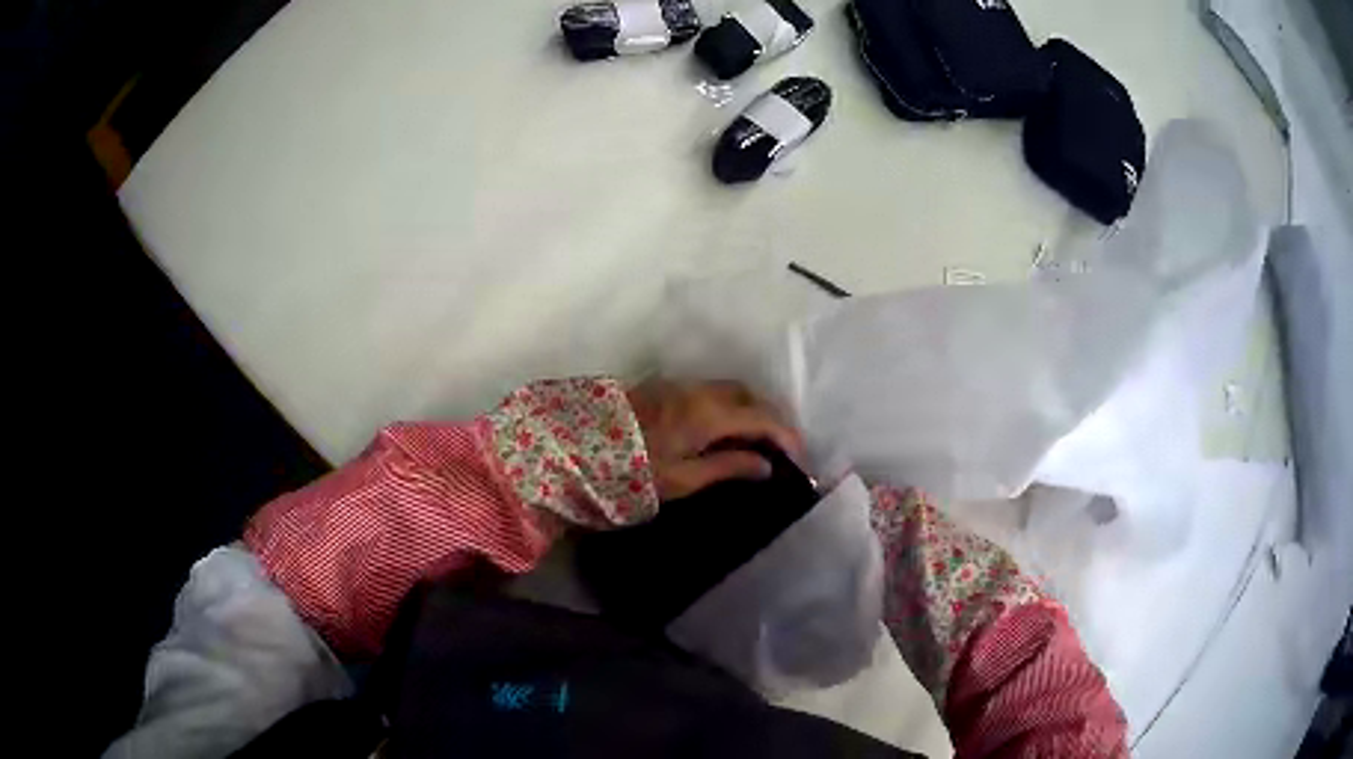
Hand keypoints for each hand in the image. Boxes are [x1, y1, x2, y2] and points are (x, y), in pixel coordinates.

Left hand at [625, 379, 804, 501]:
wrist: (574, 449)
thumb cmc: (630, 472)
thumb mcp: (681, 480)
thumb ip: (727, 468)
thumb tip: (766, 465)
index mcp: (708, 415)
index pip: (763, 419)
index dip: (788, 437)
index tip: (801, 460)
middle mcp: (698, 392)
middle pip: (749, 396)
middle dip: (771, 418)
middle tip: (781, 449)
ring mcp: (678, 387)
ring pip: (728, 391)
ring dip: (749, 410)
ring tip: (756, 442)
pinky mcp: (662, 389)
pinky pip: (709, 392)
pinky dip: (728, 407)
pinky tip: (724, 431)